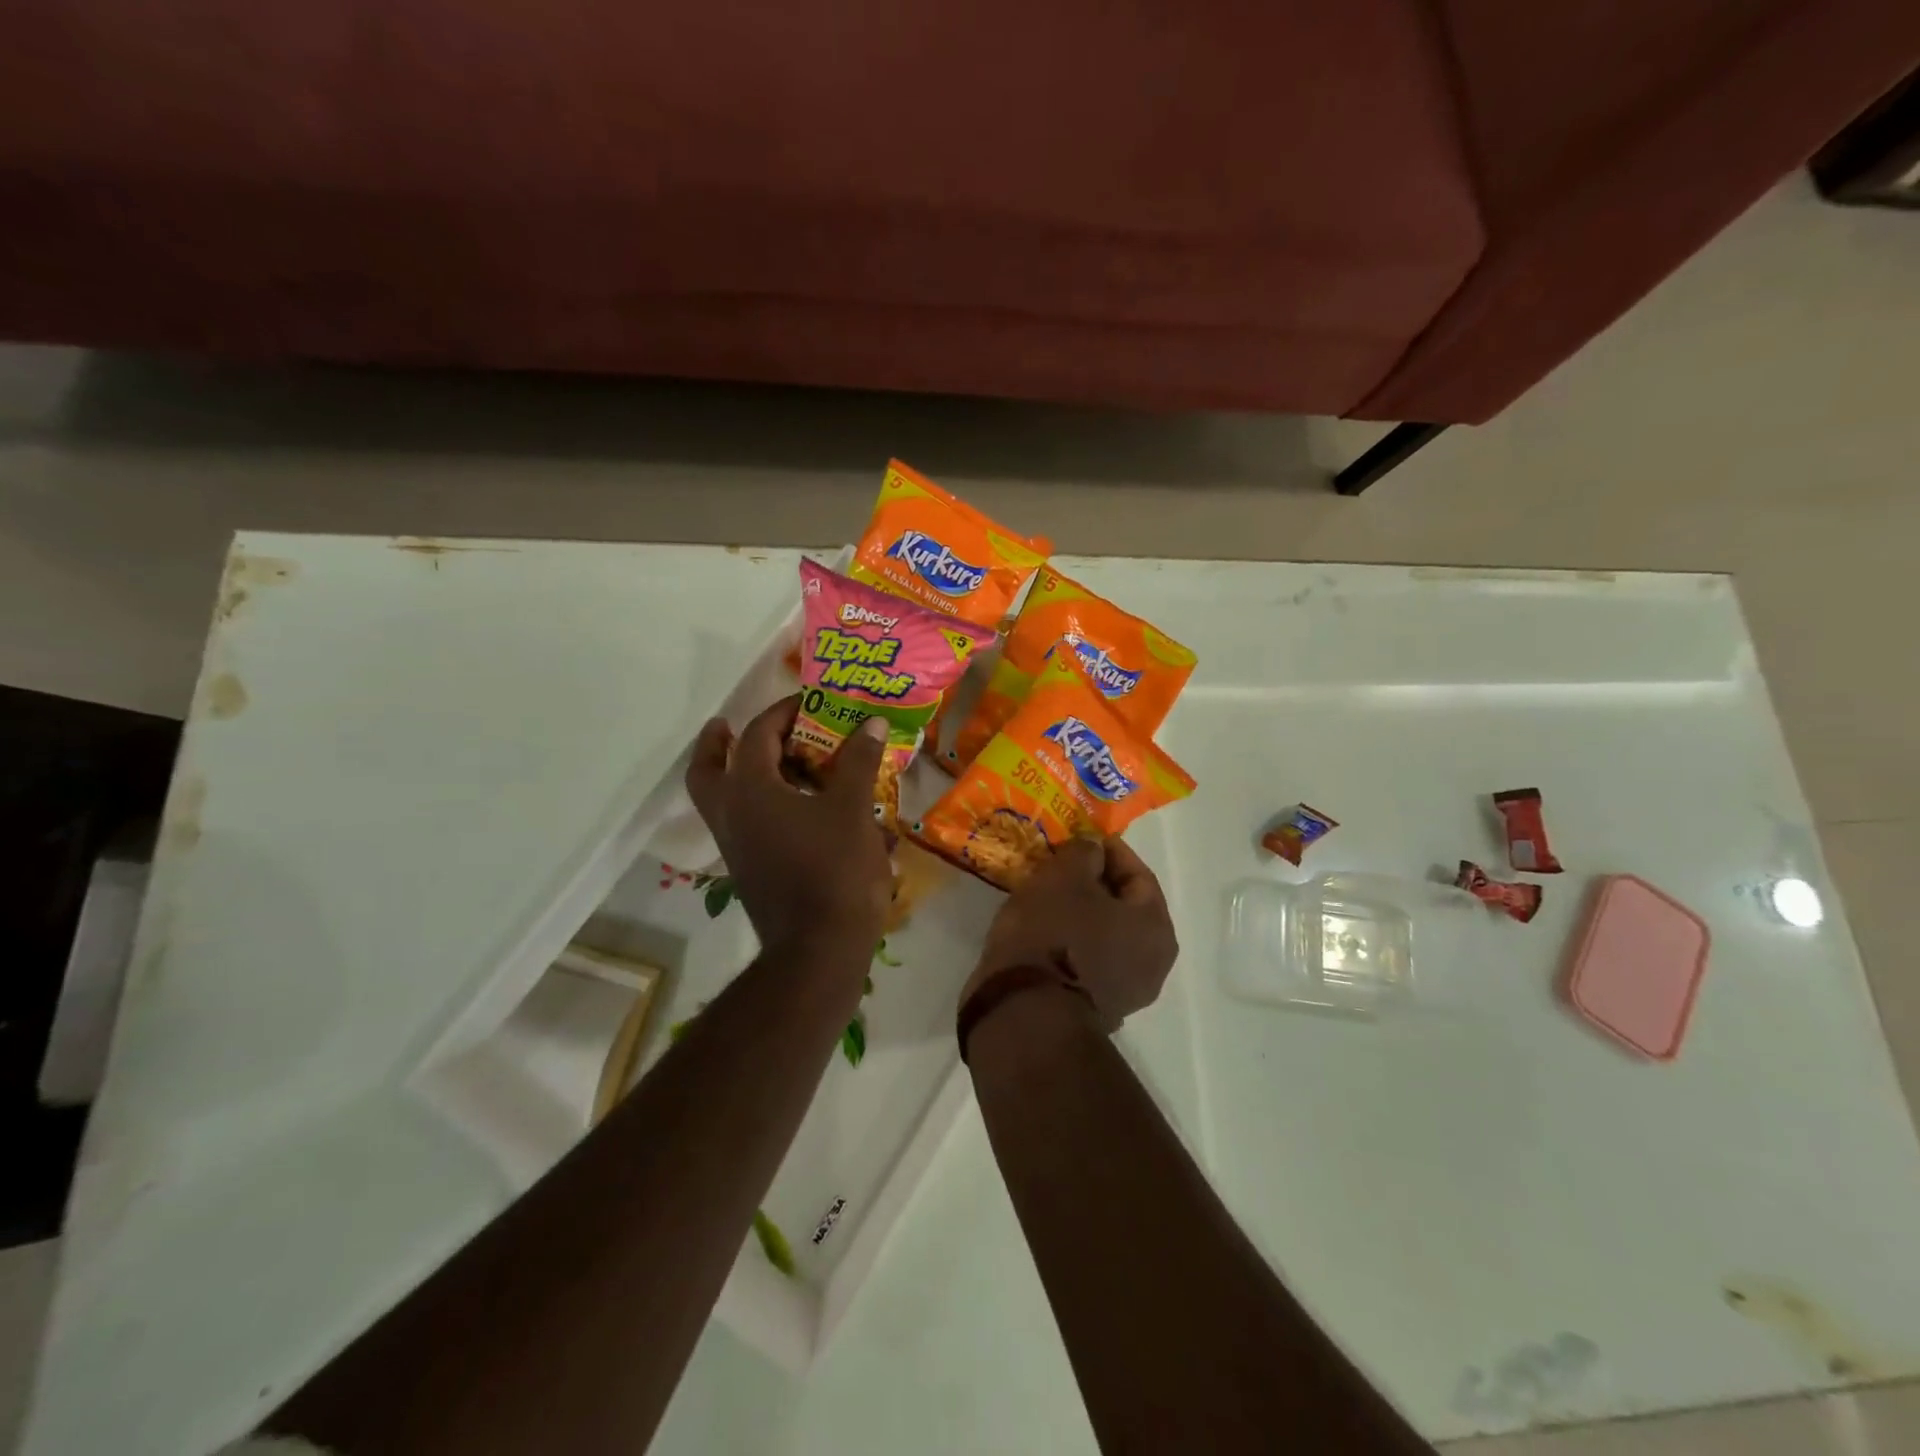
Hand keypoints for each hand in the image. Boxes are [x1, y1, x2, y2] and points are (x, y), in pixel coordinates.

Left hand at [686, 696, 893, 955]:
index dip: (784, 712)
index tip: (810, 702)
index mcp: (751, 791)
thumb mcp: (853, 809)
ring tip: (774, 762)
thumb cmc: (834, 869)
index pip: (757, 735)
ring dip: (733, 774)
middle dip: (714, 744)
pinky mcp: (748, 869)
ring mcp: (735, 846)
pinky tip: (795, 806)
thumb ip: (858, 762)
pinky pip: (741, 824)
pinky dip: (756, 805)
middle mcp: (731, 814)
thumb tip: (870, 723)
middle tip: (726, 726)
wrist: (819, 947)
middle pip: (705, 771)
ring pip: (718, 800)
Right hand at [965, 836, 1177, 1031]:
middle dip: (1092, 883)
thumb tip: (1093, 849)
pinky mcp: (1095, 1010)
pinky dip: (1070, 941)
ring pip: (1104, 935)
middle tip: (1060, 866)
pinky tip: (1041, 931)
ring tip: (1046, 895)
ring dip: (1080, 913)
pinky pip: (1087, 960)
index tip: (1078, 838)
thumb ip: (1084, 852)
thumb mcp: (1064, 876)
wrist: (1025, 1015)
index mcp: (1156, 927)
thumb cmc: (1053, 935)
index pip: (1138, 874)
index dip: (1108, 851)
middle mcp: (1153, 963)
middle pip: (1123, 907)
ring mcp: (1126, 993)